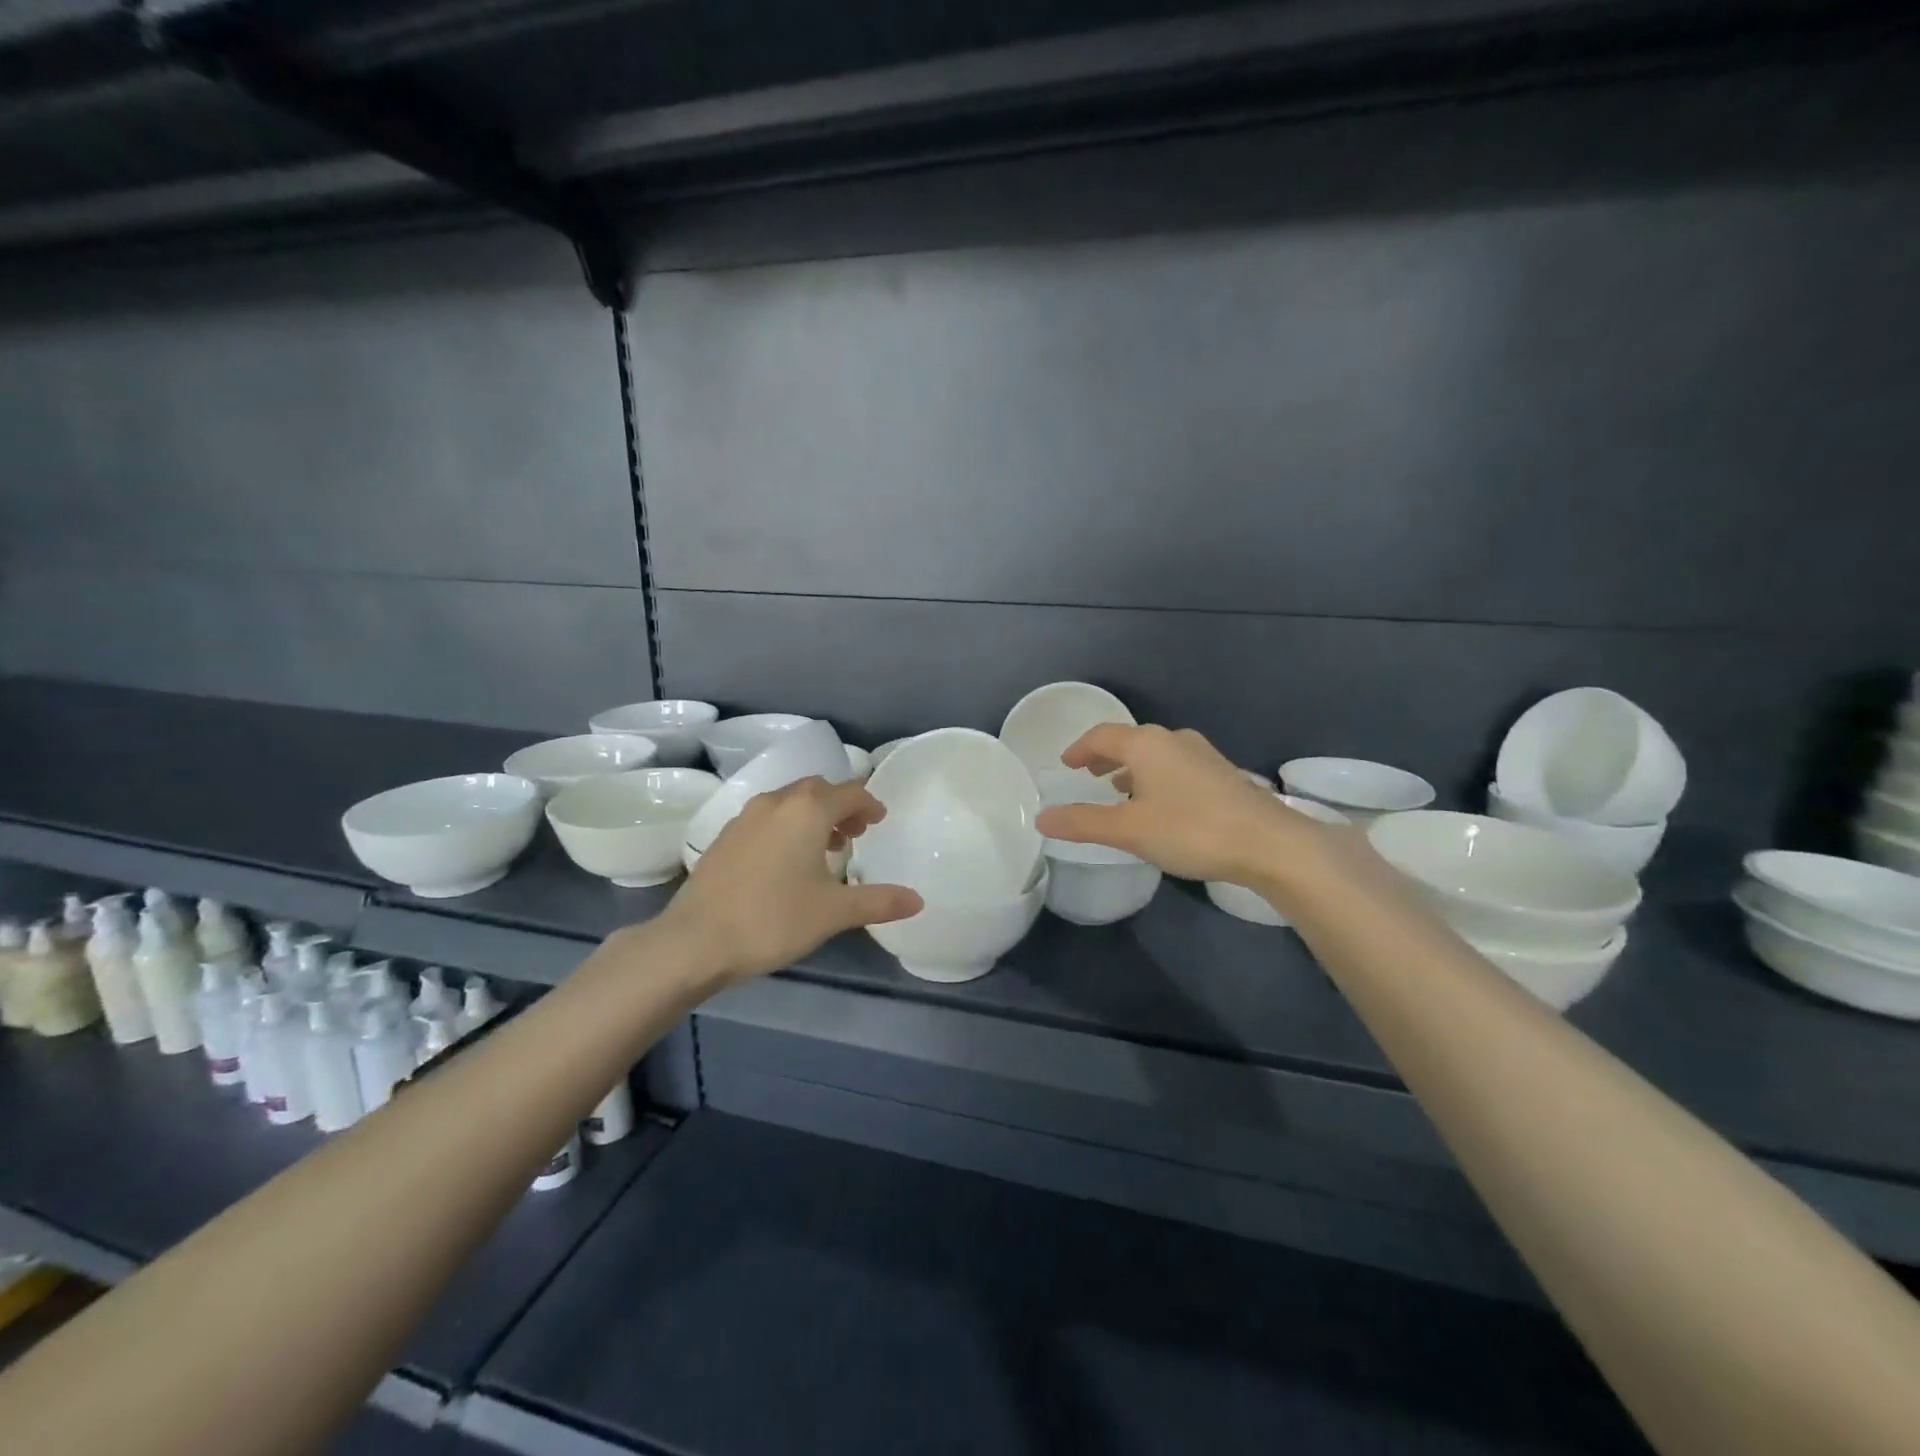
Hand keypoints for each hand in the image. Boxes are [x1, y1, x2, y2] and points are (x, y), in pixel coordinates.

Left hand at [662, 777, 921, 984]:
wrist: (695, 941)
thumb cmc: (773, 919)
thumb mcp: (833, 912)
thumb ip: (878, 901)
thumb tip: (918, 900)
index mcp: (807, 810)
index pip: (850, 792)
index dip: (869, 804)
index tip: (879, 821)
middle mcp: (776, 802)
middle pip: (817, 789)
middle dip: (841, 805)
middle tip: (855, 833)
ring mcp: (745, 817)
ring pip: (789, 801)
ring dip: (812, 815)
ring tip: (824, 847)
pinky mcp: (725, 836)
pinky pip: (767, 817)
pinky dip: (786, 826)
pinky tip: (786, 861)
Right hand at [1035, 724, 1342, 886]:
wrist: (1269, 843)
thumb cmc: (1191, 830)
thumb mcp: (1129, 829)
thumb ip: (1084, 822)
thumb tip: (1042, 818)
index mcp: (1146, 745)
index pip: (1102, 736)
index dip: (1080, 748)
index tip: (1066, 763)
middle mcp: (1173, 740)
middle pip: (1130, 741)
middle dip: (1105, 756)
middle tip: (1088, 774)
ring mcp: (1202, 754)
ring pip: (1155, 755)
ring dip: (1132, 768)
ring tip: (1118, 789)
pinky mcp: (1223, 773)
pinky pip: (1175, 767)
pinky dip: (1155, 777)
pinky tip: (1159, 804)